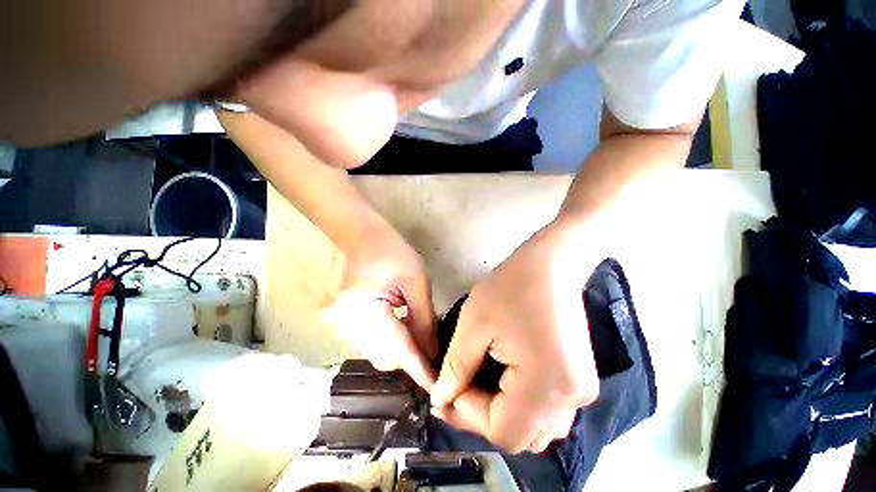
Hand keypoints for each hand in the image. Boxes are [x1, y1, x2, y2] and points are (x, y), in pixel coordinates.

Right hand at [325, 221, 437, 389]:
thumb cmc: (392, 253)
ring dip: (404, 351)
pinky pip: (375, 342)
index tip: (438, 386)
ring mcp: (346, 326)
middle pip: (386, 358)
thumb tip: (432, 353)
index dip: (417, 368)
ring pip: (380, 353)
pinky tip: (409, 330)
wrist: (363, 237)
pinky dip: (394, 342)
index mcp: (363, 312)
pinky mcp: (351, 323)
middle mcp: (349, 326)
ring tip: (425, 340)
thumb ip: (424, 320)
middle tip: (435, 351)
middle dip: (412, 359)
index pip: (396, 349)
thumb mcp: (416, 283)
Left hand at [431, 219, 600, 452]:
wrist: (550, 266)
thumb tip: (441, 398)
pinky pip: (546, 412)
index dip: (467, 414)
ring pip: (534, 428)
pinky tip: (503, 380)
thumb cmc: (510, 288)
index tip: (445, 390)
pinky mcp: (580, 381)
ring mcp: (580, 392)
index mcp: (546, 386)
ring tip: (476, 383)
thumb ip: (456, 367)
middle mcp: (571, 400)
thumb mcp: (474, 324)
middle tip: (457, 387)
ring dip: (501, 413)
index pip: (501, 430)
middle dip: (482, 416)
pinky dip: (519, 405)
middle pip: (519, 435)